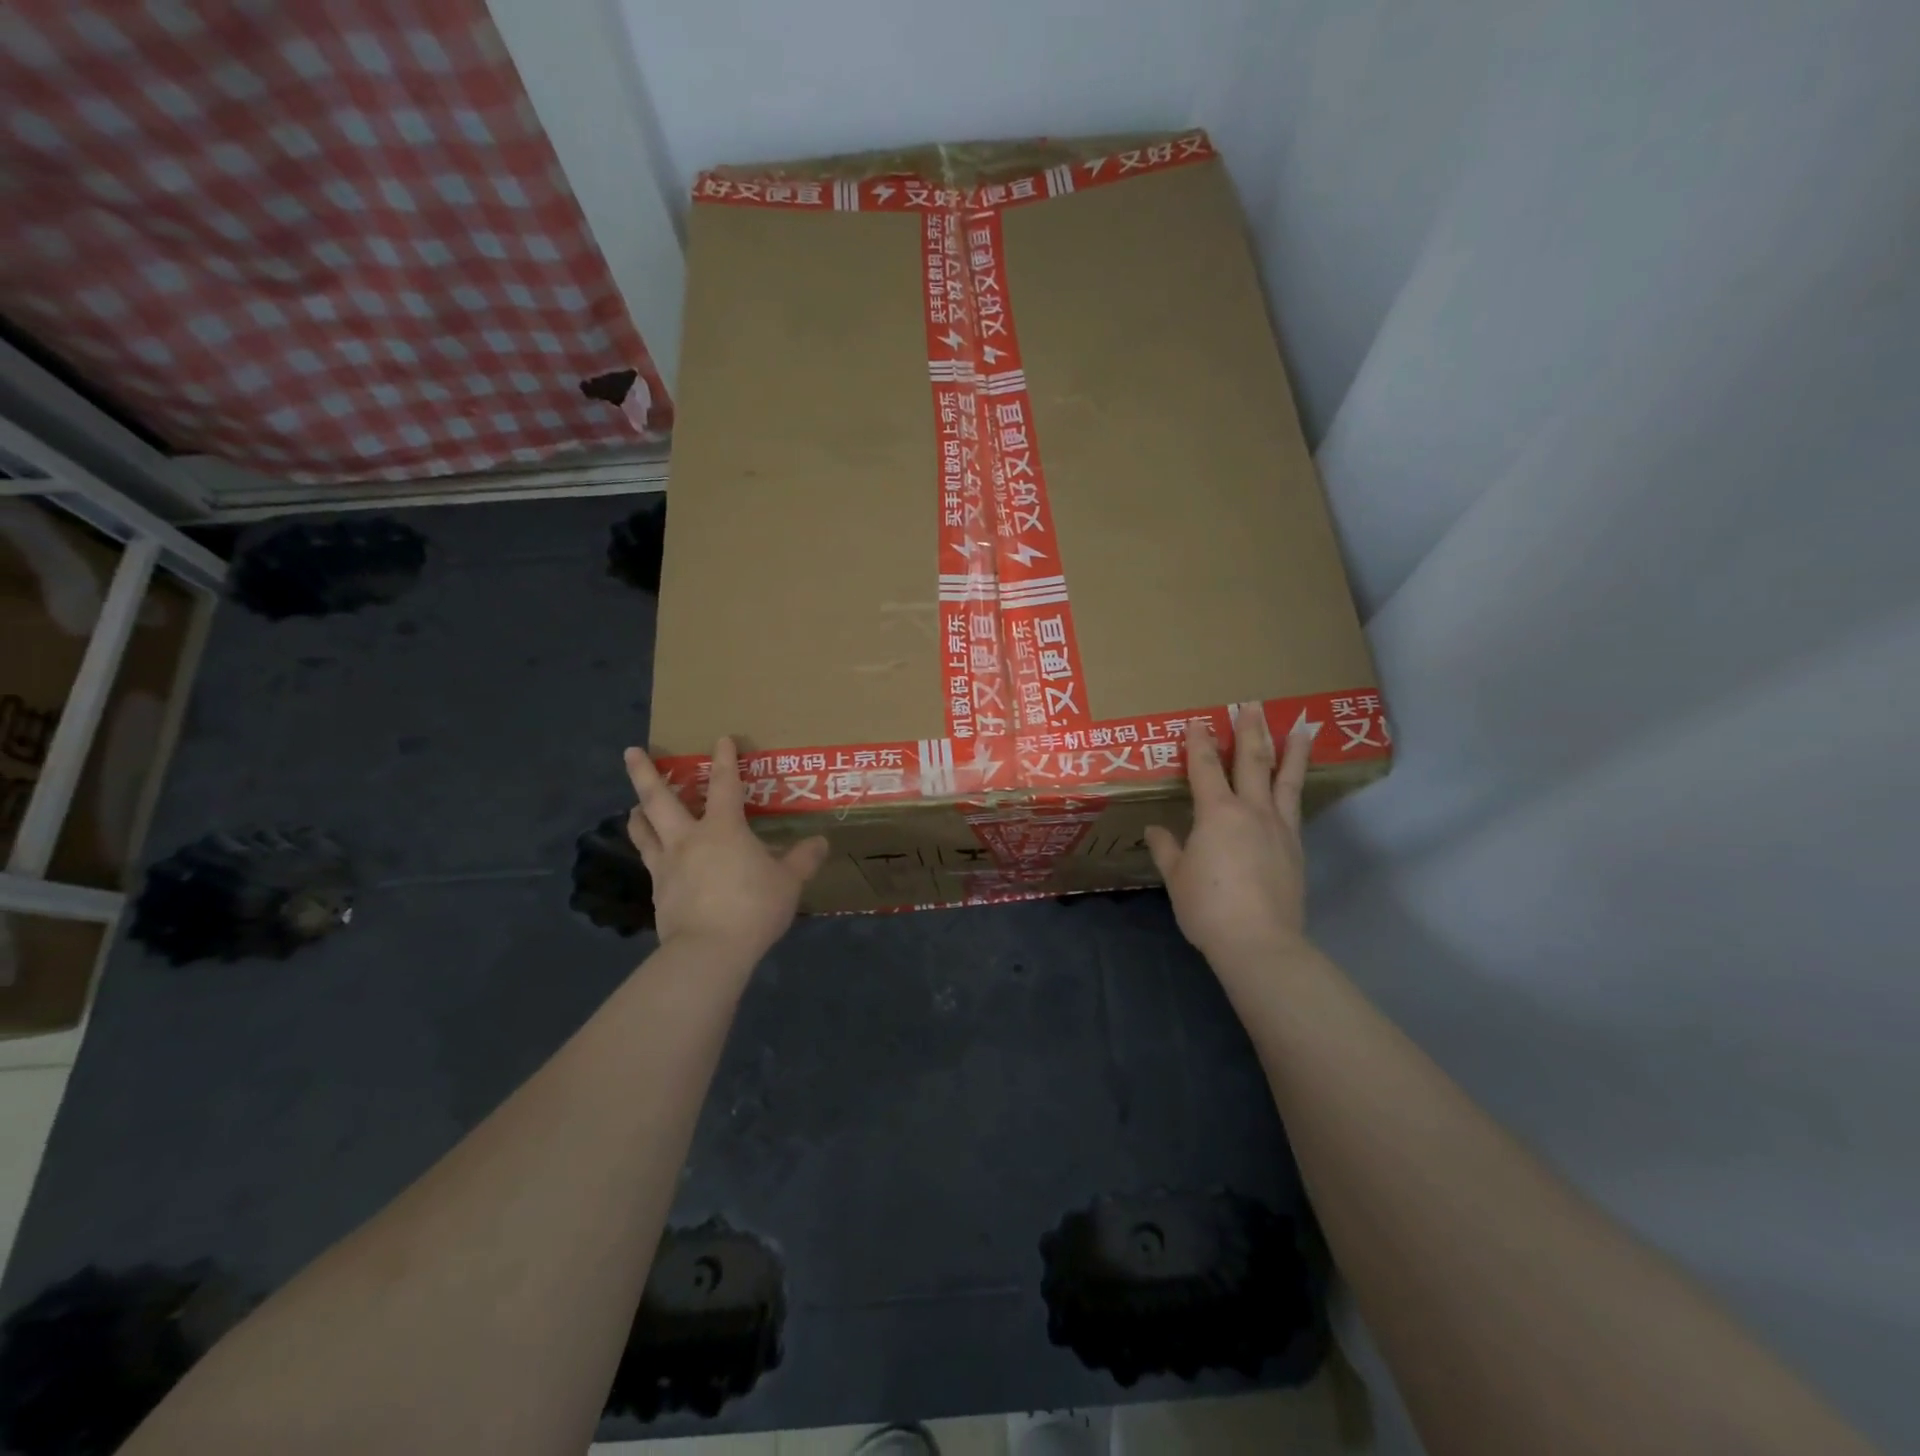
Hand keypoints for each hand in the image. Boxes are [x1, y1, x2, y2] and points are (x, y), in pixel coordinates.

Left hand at [622, 737, 829, 963]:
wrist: (709, 951)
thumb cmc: (752, 907)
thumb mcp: (788, 883)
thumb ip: (803, 860)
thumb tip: (821, 842)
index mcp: (723, 829)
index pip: (724, 784)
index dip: (725, 760)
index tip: (721, 739)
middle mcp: (688, 839)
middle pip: (660, 799)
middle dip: (645, 773)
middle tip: (632, 752)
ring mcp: (667, 866)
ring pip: (644, 830)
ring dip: (638, 813)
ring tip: (634, 806)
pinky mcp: (658, 893)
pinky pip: (649, 863)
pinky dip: (649, 852)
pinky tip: (655, 858)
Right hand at [1145, 704, 1312, 966]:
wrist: (1260, 941)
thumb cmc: (1208, 906)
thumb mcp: (1177, 877)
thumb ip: (1167, 849)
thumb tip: (1155, 830)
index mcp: (1217, 813)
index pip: (1206, 768)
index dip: (1199, 743)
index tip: (1197, 722)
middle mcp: (1252, 811)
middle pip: (1252, 762)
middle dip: (1251, 731)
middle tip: (1253, 704)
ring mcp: (1279, 828)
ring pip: (1286, 781)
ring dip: (1291, 752)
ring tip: (1302, 728)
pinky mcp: (1296, 848)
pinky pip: (1295, 808)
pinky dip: (1296, 789)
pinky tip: (1297, 785)